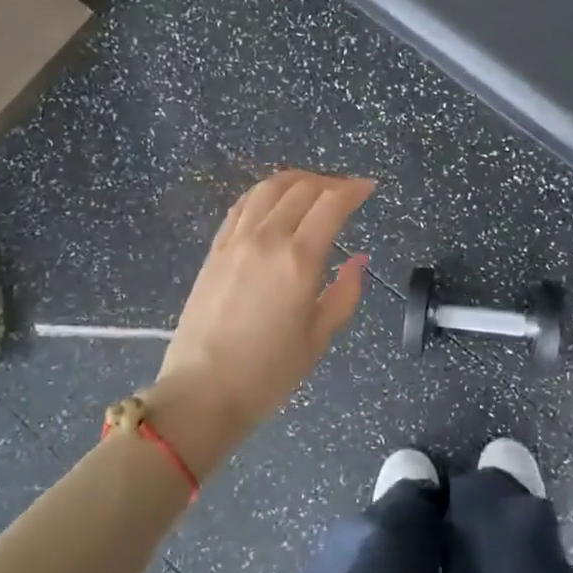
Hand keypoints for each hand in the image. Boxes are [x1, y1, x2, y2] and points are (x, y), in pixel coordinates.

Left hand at [148, 170, 373, 477]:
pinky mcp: (215, 250)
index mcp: (299, 259)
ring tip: (313, 188)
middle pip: (301, 188)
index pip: (331, 204)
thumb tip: (358, 260)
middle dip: (330, 183)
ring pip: (268, 188)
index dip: (354, 189)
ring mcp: (236, 241)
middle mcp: (267, 239)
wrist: (203, 391)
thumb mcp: (320, 336)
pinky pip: (242, 206)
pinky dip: (264, 194)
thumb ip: (345, 292)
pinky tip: (273, 201)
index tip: (368, 187)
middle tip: (346, 192)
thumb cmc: (269, 372)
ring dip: (296, 180)